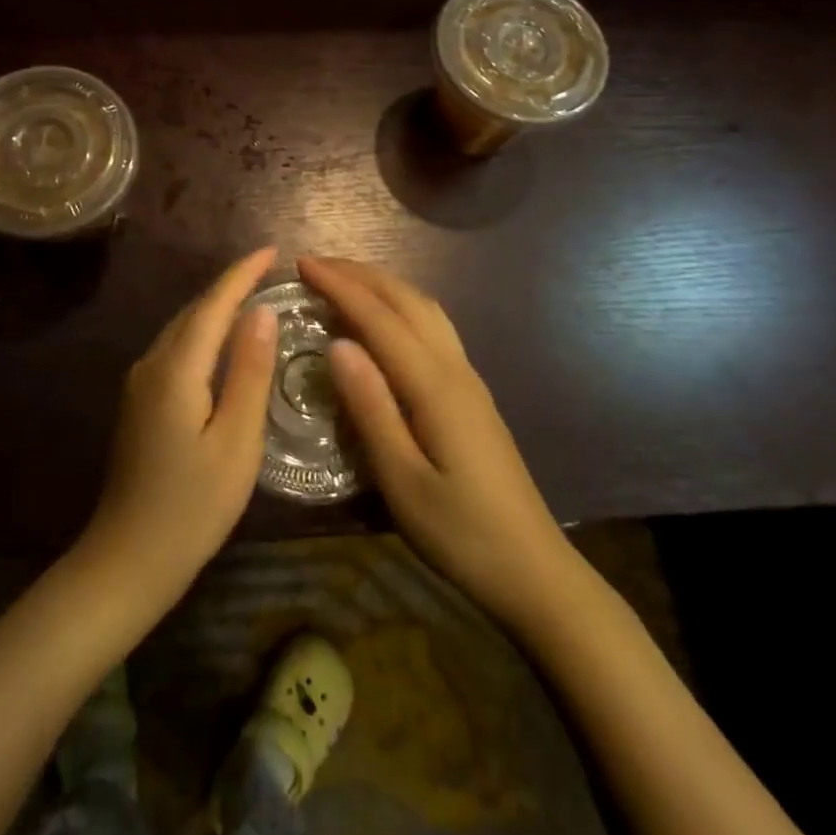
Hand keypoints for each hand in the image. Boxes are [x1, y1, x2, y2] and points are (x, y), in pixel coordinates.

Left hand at [79, 246, 279, 608]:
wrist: (127, 559)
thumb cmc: (192, 507)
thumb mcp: (236, 442)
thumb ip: (249, 373)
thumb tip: (261, 312)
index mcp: (176, 369)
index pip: (213, 305)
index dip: (242, 274)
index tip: (272, 250)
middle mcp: (151, 364)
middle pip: (194, 311)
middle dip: (230, 285)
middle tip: (270, 270)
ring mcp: (139, 382)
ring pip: (182, 328)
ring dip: (215, 307)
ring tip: (253, 295)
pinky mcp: (139, 401)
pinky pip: (175, 348)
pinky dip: (202, 332)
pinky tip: (222, 341)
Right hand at [298, 255, 570, 626]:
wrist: (534, 571)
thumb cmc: (460, 533)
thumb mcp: (402, 480)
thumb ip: (370, 408)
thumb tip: (337, 344)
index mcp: (433, 385)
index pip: (379, 317)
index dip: (339, 286)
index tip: (301, 264)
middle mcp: (454, 368)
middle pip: (406, 300)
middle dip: (360, 274)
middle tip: (314, 264)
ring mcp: (468, 379)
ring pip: (425, 309)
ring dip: (383, 285)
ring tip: (345, 280)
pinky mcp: (472, 394)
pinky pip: (433, 327)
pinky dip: (401, 306)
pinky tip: (387, 320)